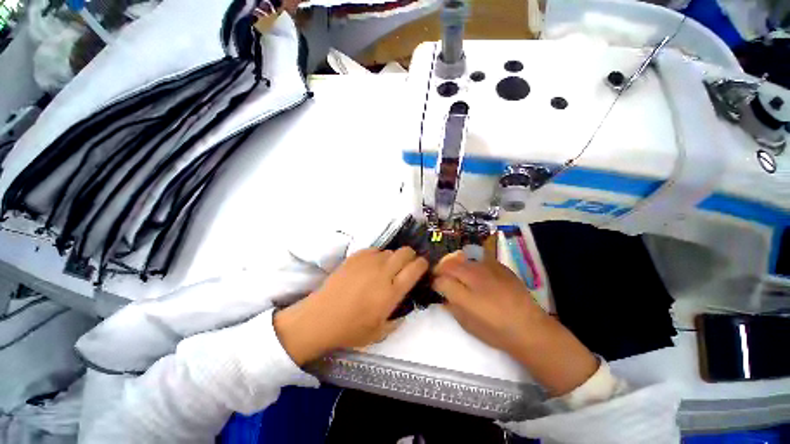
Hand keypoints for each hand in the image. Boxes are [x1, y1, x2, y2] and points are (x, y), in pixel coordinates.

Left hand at [274, 247, 427, 364]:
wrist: (320, 317)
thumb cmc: (351, 329)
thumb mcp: (381, 332)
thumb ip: (399, 318)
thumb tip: (407, 303)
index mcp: (391, 292)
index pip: (415, 268)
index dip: (422, 264)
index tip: (422, 266)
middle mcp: (382, 272)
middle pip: (405, 252)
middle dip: (411, 257)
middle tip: (406, 266)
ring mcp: (367, 262)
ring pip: (390, 250)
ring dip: (393, 258)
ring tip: (386, 269)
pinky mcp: (355, 257)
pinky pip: (374, 250)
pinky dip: (378, 256)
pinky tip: (371, 267)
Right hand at [432, 251, 546, 353]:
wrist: (529, 328)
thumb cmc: (496, 331)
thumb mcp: (468, 325)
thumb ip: (452, 308)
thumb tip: (443, 297)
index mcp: (465, 296)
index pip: (440, 280)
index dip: (435, 283)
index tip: (436, 287)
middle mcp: (474, 278)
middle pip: (449, 265)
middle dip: (441, 269)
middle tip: (442, 276)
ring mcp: (487, 269)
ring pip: (462, 259)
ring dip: (455, 265)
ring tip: (457, 273)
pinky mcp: (499, 266)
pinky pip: (479, 259)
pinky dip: (472, 264)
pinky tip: (476, 273)